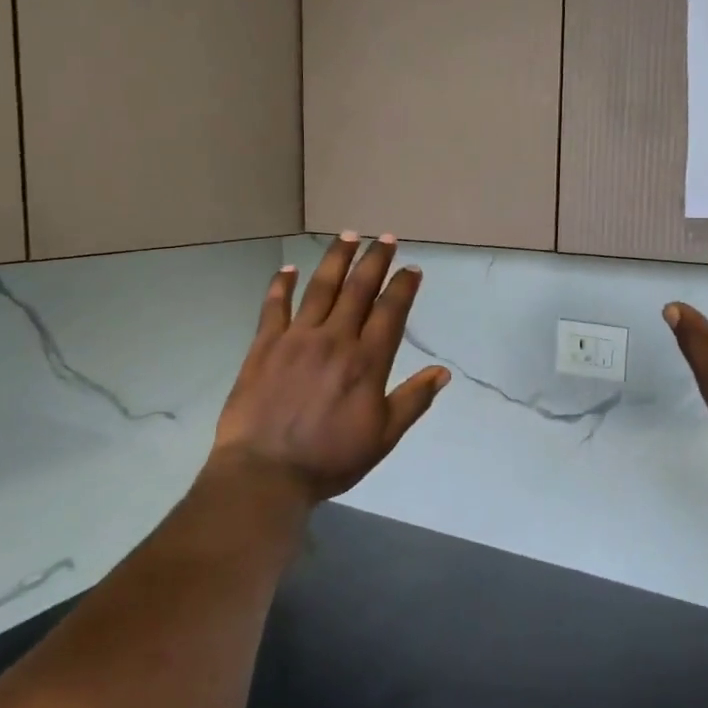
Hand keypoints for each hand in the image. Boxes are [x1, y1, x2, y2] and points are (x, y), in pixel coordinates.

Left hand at [211, 233, 449, 505]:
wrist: (266, 471)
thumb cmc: (329, 459)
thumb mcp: (383, 437)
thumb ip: (413, 401)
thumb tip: (442, 372)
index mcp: (367, 361)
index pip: (391, 312)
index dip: (403, 287)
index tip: (412, 268)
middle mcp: (335, 339)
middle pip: (358, 289)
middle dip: (374, 260)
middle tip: (385, 238)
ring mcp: (297, 338)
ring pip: (320, 288)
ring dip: (336, 259)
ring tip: (347, 236)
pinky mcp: (265, 345)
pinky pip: (274, 306)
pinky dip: (282, 284)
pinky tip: (289, 268)